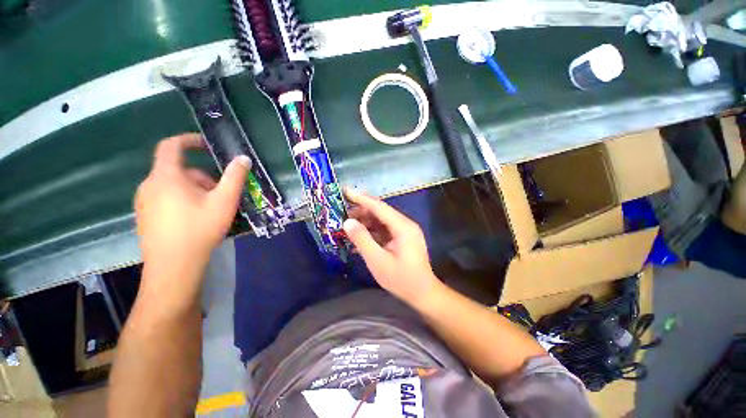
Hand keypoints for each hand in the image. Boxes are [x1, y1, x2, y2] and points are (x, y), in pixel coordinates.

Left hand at [135, 134, 249, 283]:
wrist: (174, 266)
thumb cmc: (200, 229)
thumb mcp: (224, 201)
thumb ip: (234, 177)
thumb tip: (243, 158)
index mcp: (166, 177)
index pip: (171, 146)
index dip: (189, 140)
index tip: (208, 146)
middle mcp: (149, 185)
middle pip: (178, 170)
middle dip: (202, 176)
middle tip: (221, 192)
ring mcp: (144, 201)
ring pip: (172, 185)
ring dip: (194, 188)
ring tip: (212, 207)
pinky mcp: (145, 215)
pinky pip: (165, 197)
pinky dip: (182, 199)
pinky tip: (196, 218)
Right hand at [343, 188, 440, 305]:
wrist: (423, 294)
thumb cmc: (401, 279)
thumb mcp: (378, 261)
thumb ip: (362, 240)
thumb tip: (347, 222)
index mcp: (403, 227)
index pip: (379, 207)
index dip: (362, 198)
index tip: (346, 191)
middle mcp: (406, 224)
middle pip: (381, 212)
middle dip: (362, 211)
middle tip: (343, 212)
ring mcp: (405, 231)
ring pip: (382, 220)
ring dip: (366, 221)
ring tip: (348, 224)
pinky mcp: (403, 238)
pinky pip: (385, 229)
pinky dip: (372, 230)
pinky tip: (360, 235)